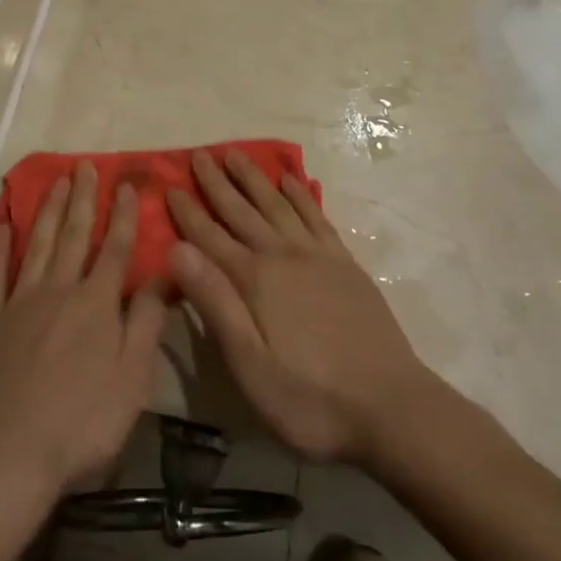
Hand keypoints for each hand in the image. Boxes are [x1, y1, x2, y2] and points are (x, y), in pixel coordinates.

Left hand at [0, 163, 168, 532]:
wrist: (7, 456)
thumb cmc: (81, 423)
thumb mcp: (133, 379)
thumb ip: (147, 322)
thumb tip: (164, 273)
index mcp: (95, 303)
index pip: (114, 248)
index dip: (123, 215)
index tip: (127, 184)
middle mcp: (57, 290)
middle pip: (72, 235)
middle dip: (82, 198)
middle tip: (84, 165)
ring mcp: (17, 303)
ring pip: (35, 245)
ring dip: (47, 211)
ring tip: (54, 181)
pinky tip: (2, 226)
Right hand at [168, 151, 434, 464]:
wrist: (391, 406)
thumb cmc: (310, 398)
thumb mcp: (250, 364)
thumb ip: (215, 303)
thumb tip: (177, 249)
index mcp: (254, 280)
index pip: (209, 237)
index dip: (187, 212)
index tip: (169, 185)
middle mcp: (282, 255)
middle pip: (242, 211)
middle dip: (217, 183)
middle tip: (199, 154)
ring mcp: (317, 256)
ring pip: (277, 204)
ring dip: (254, 179)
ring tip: (236, 154)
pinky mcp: (345, 264)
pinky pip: (316, 216)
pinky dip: (300, 195)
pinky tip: (291, 181)